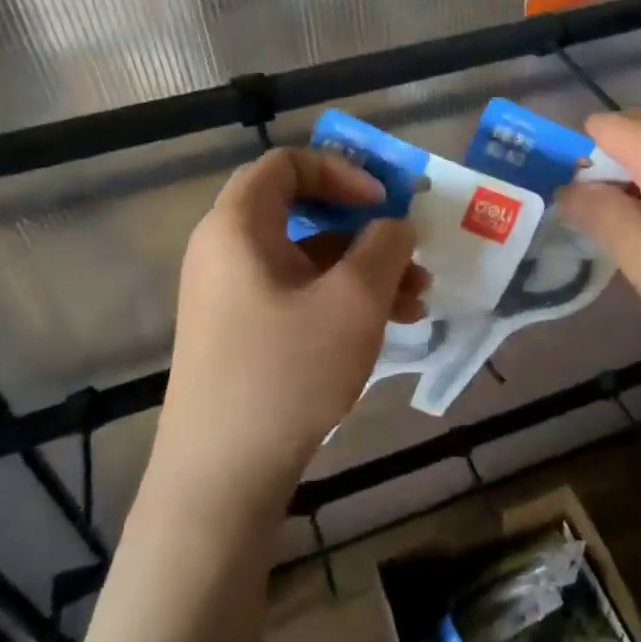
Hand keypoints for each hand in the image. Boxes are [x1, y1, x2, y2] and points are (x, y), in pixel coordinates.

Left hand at [155, 149, 430, 510]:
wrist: (221, 477)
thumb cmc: (287, 371)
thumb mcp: (354, 300)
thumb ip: (385, 246)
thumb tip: (394, 225)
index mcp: (238, 226)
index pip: (287, 164)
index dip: (341, 171)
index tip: (383, 202)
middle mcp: (227, 252)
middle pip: (303, 213)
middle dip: (366, 229)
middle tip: (410, 249)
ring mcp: (232, 296)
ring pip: (308, 260)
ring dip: (366, 270)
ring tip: (419, 299)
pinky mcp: (242, 334)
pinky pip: (299, 295)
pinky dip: (343, 300)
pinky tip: (392, 325)